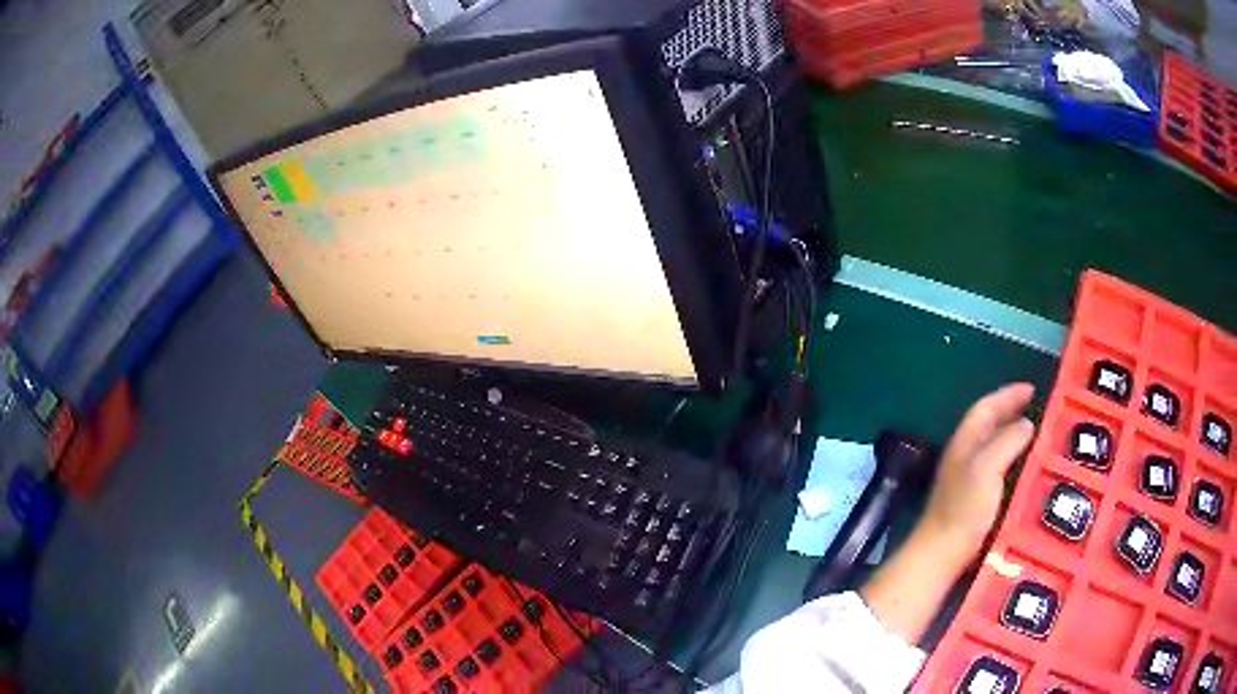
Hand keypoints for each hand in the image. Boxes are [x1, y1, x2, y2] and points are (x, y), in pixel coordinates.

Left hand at [919, 383, 1035, 559]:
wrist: (942, 556)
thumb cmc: (964, 509)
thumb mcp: (986, 468)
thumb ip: (1006, 441)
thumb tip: (1026, 423)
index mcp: (965, 443)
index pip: (986, 407)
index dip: (1008, 395)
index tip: (1032, 388)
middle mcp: (965, 457)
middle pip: (990, 426)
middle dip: (1013, 413)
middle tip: (1040, 409)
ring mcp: (969, 480)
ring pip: (996, 448)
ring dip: (1016, 438)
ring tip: (1041, 437)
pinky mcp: (976, 502)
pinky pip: (1000, 471)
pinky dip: (1015, 463)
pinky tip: (1030, 471)